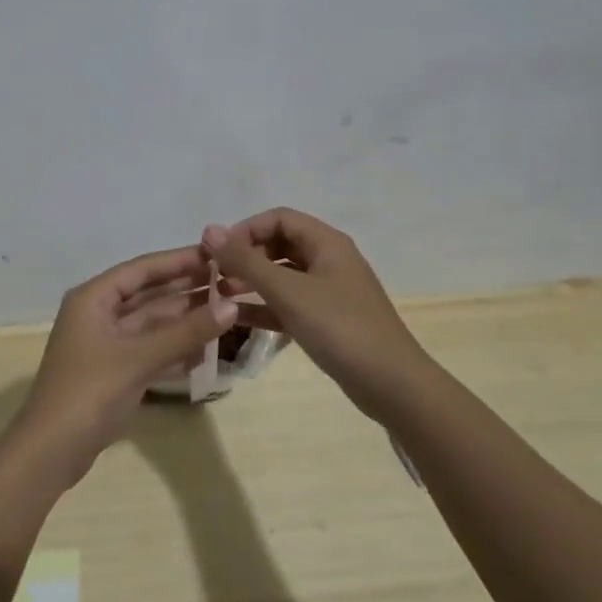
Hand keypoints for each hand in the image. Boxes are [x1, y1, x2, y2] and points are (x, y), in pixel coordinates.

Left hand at [13, 245, 238, 486]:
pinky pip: (150, 348)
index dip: (179, 260)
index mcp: (93, 298)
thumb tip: (232, 306)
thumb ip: (186, 332)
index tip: (217, 253)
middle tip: (230, 280)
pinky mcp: (114, 371)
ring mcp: (106, 344)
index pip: (142, 268)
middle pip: (148, 294)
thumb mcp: (139, 358)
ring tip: (227, 309)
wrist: (50, 452)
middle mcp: (98, 314)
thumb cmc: (89, 393)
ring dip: (185, 319)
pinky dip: (175, 346)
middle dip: (187, 289)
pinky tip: (207, 347)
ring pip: (152, 323)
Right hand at [203, 208, 431, 419]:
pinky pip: (289, 303)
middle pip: (279, 244)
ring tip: (219, 295)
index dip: (245, 229)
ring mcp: (329, 291)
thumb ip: (246, 261)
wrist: (391, 384)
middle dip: (245, 256)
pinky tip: (236, 318)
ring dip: (251, 281)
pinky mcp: (326, 320)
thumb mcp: (288, 291)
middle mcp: (328, 260)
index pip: (279, 218)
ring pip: (282, 275)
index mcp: (326, 243)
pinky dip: (264, 307)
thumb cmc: (340, 327)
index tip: (217, 251)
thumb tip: (209, 230)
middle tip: (215, 276)